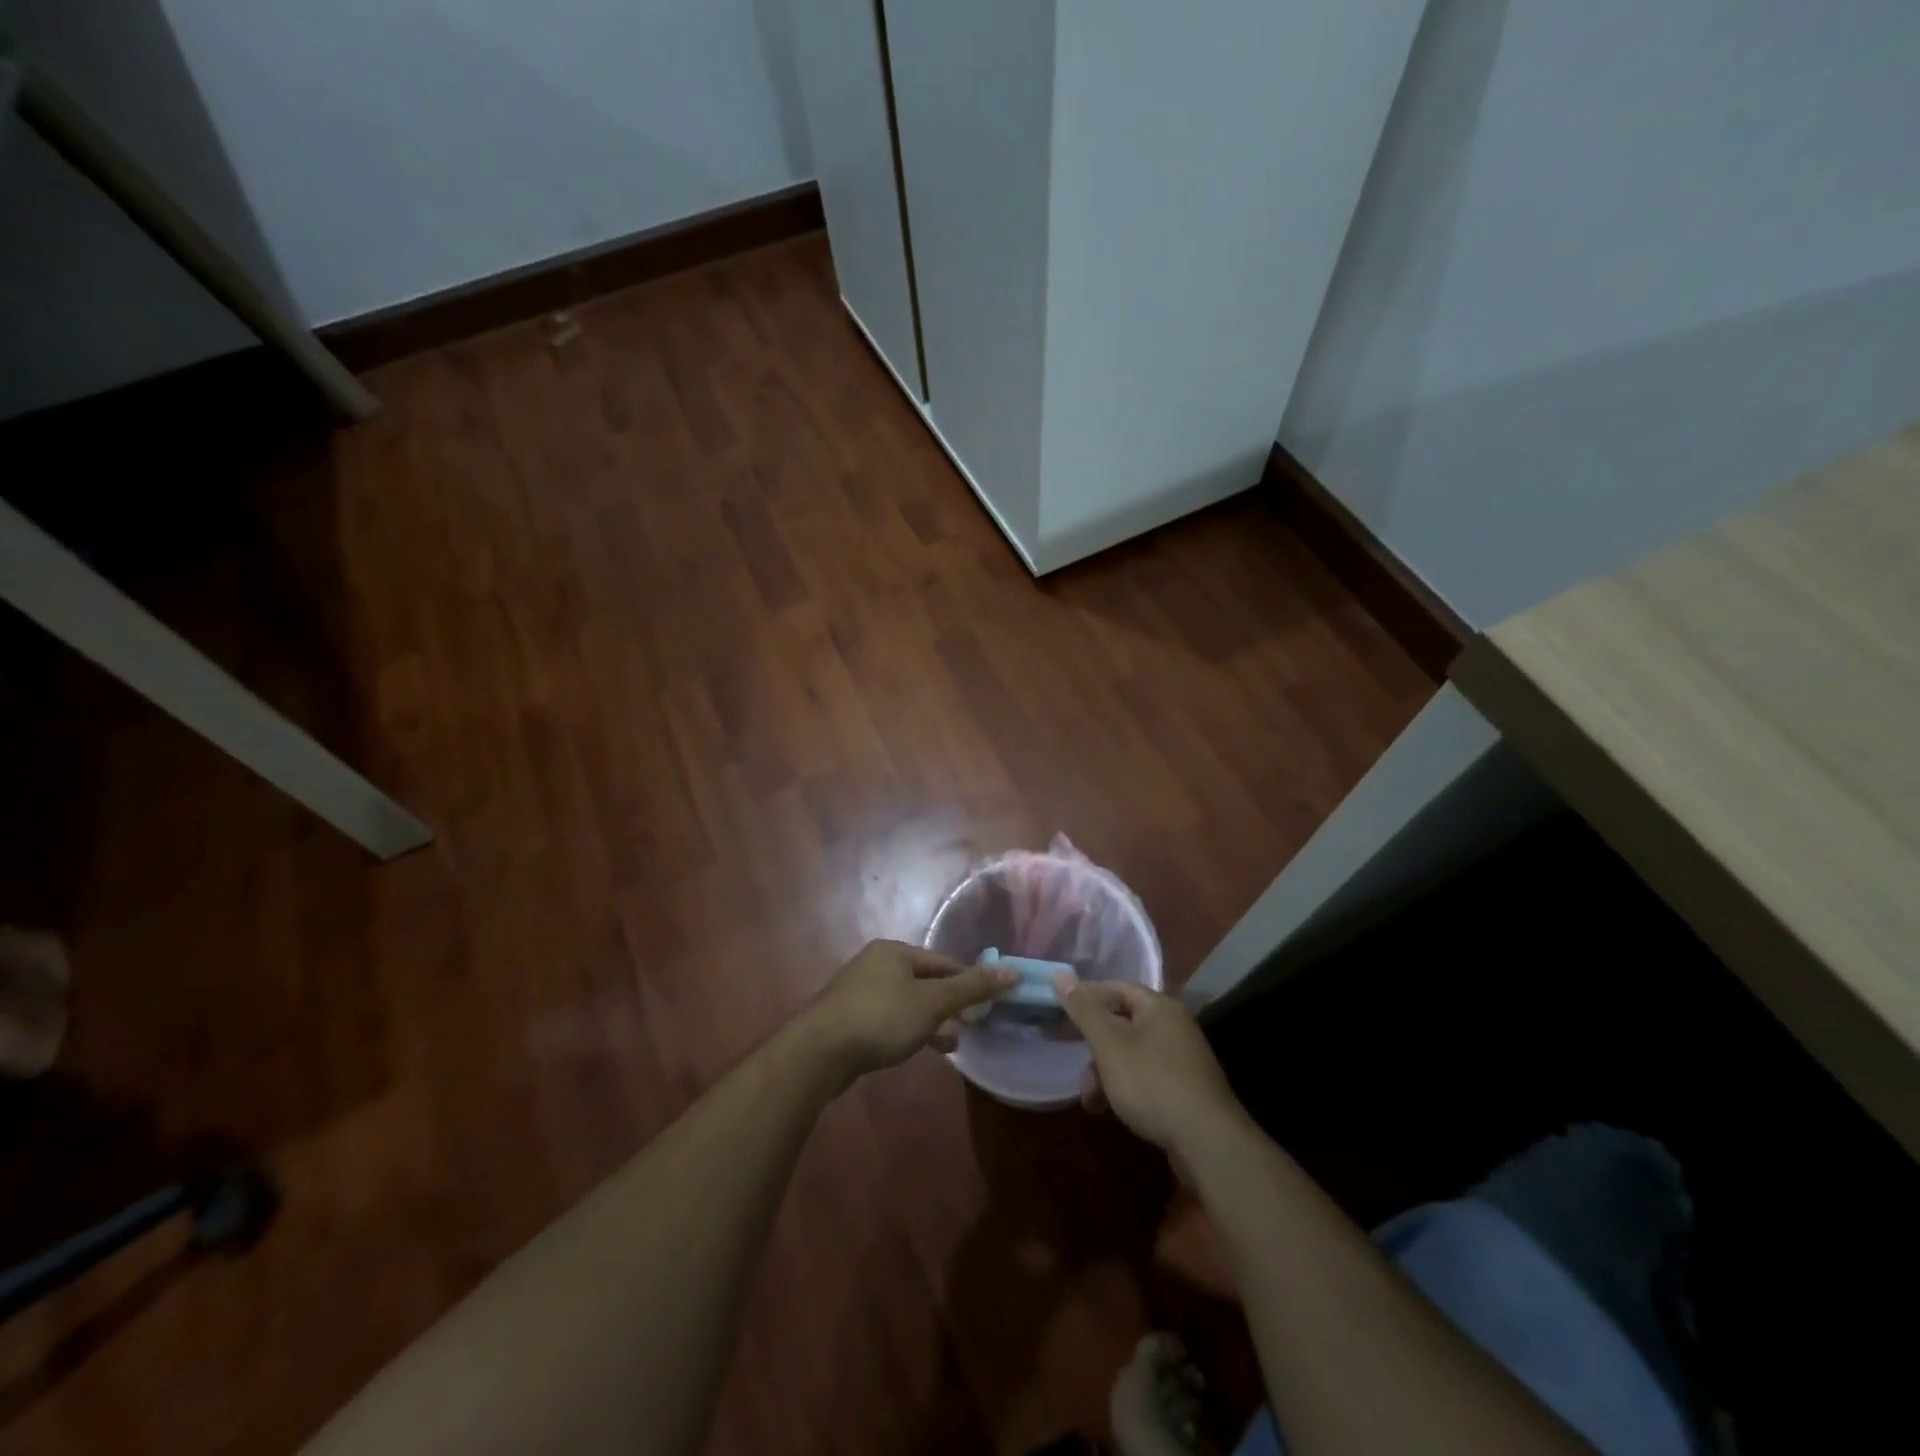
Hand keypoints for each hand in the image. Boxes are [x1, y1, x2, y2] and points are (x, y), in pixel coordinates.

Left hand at [804, 941, 1015, 1080]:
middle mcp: (875, 963)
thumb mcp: (932, 1002)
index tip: (985, 1007)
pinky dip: (906, 1031)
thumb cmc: (881, 1018)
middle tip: (967, 1029)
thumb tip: (1013, 970)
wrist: (818, 1052)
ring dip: (929, 1022)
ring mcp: (858, 991)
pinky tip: (913, 1050)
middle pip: (925, 982)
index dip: (967, 982)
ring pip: (907, 1003)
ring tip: (947, 1046)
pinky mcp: (848, 1018)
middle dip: (948, 1006)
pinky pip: (888, 1019)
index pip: (943, 962)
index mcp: (895, 951)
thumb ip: (972, 988)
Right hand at [1054, 977, 1243, 1154]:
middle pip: (1123, 1023)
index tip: (1060, 1012)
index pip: (1116, 987)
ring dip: (1105, 1073)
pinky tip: (1110, 1110)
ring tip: (1090, 1100)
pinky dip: (1125, 1088)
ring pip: (1132, 1055)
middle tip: (1072, 1061)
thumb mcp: (1109, 1046)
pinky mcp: (1185, 1090)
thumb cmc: (1153, 1084)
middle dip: (1094, 1046)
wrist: (1208, 1144)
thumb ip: (1084, 1011)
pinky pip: (1146, 1077)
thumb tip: (1059, 975)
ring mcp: (1182, 1059)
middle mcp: (1174, 1026)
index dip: (1087, 996)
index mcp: (1159, 1007)